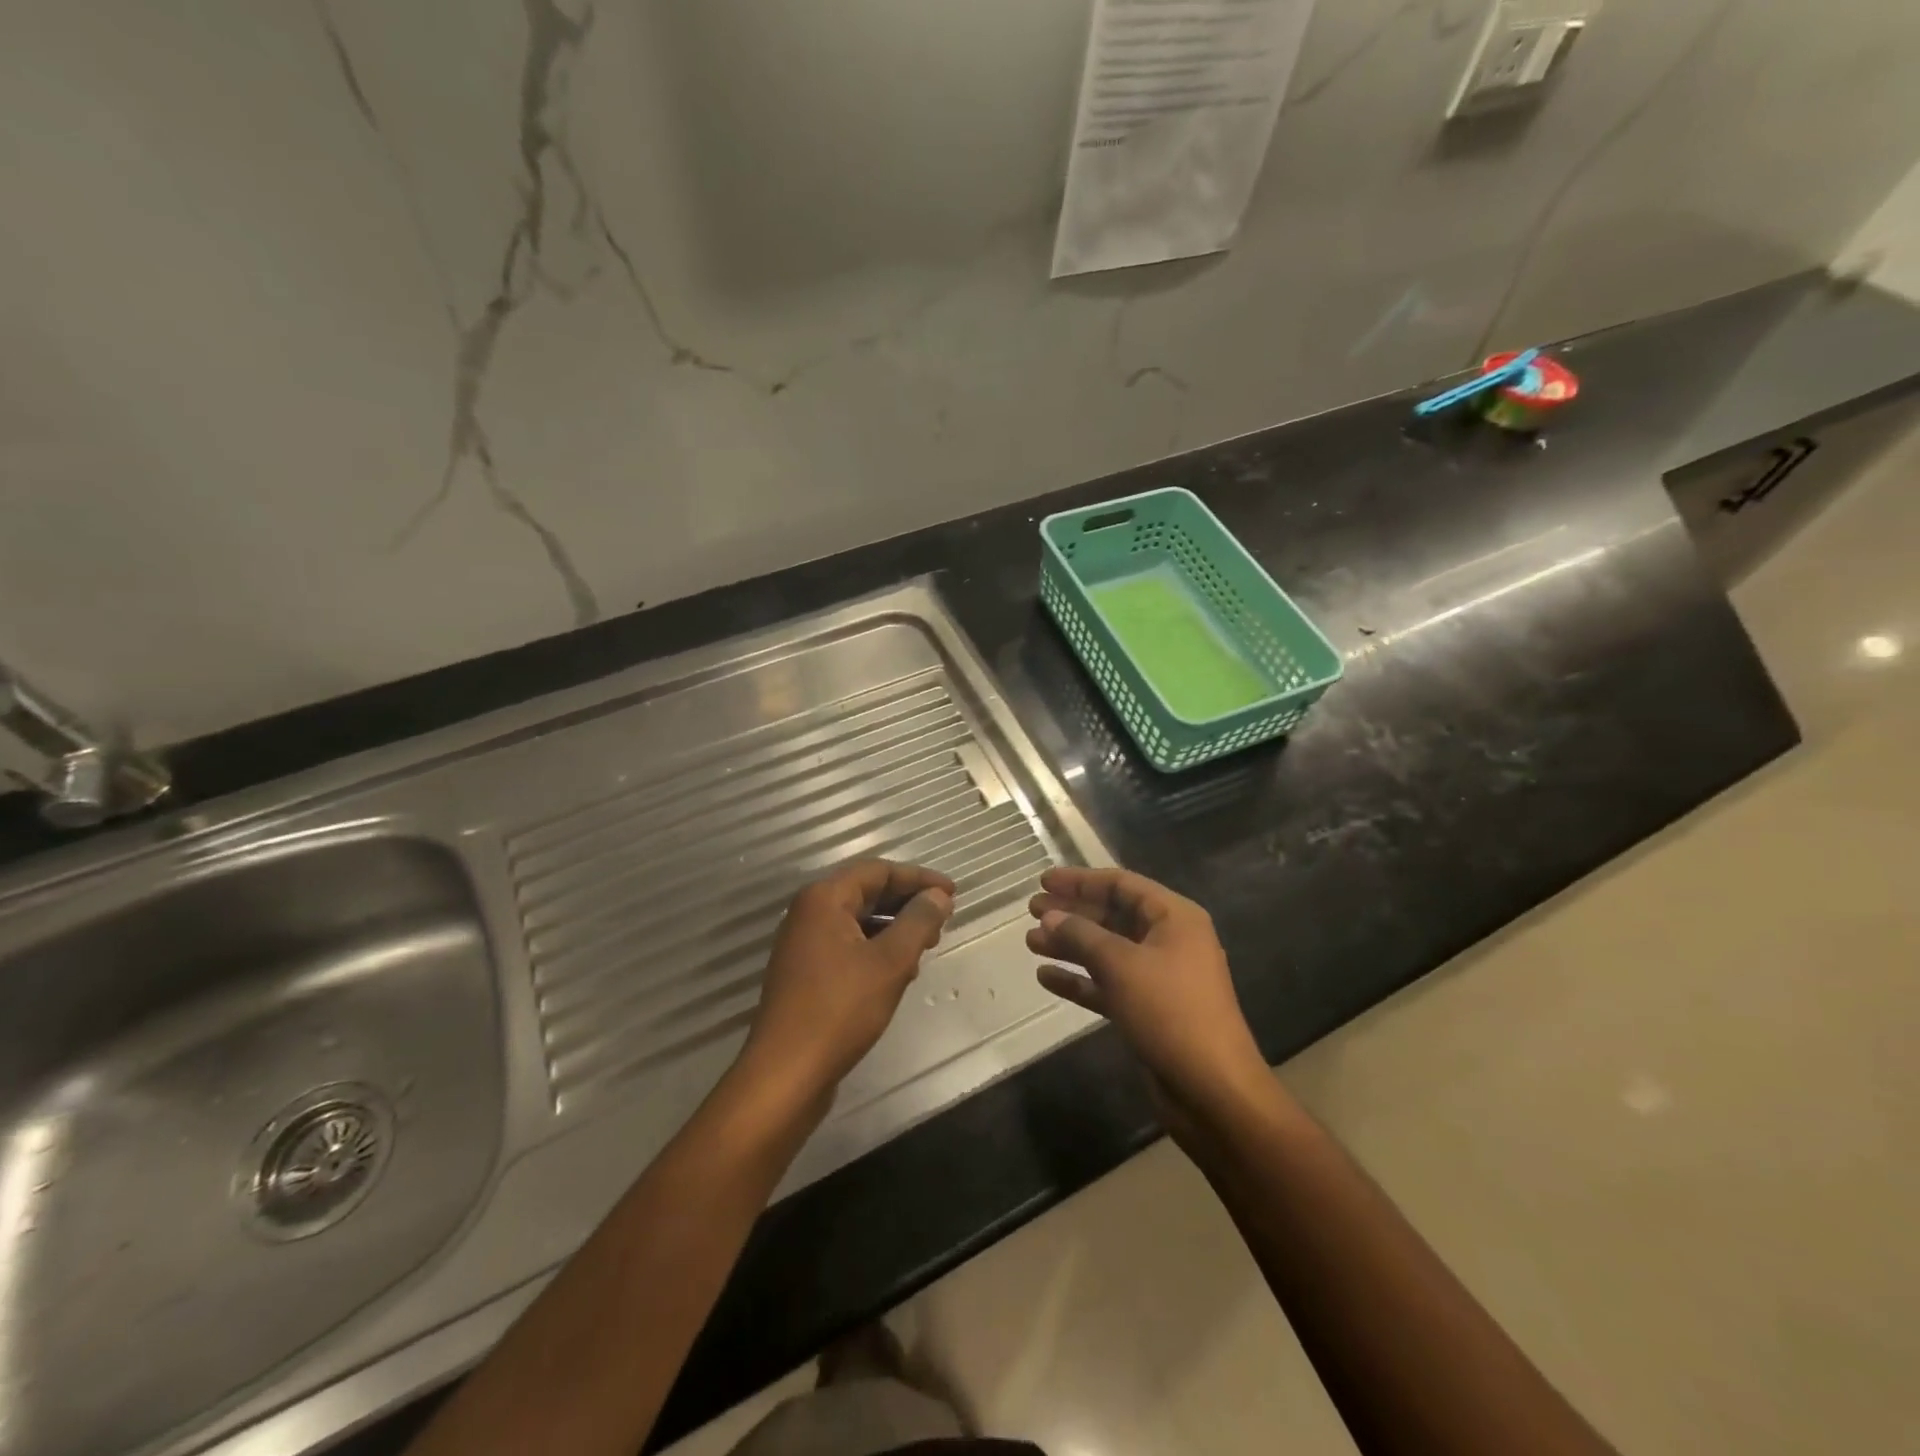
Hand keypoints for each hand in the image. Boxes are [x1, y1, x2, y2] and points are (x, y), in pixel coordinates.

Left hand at [741, 860, 954, 1105]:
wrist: (786, 1074)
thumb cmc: (840, 1009)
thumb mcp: (890, 962)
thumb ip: (918, 922)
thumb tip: (938, 896)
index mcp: (824, 898)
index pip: (878, 870)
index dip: (919, 878)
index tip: (952, 894)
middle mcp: (809, 913)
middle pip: (866, 892)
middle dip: (907, 904)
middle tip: (941, 923)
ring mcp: (804, 944)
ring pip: (858, 921)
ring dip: (894, 929)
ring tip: (925, 949)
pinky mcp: (805, 973)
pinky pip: (848, 946)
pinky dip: (876, 950)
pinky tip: (898, 974)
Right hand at [1028, 866, 1267, 1112]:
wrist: (1212, 1091)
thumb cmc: (1170, 1012)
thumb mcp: (1121, 965)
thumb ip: (1082, 936)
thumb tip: (1050, 916)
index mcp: (1174, 918)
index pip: (1122, 885)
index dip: (1081, 880)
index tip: (1044, 880)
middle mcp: (1168, 941)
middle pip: (1113, 915)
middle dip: (1072, 913)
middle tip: (1032, 910)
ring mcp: (1159, 977)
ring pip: (1107, 951)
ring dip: (1070, 945)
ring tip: (1031, 941)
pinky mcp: (1147, 1010)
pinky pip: (1108, 984)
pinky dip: (1079, 980)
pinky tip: (1046, 977)